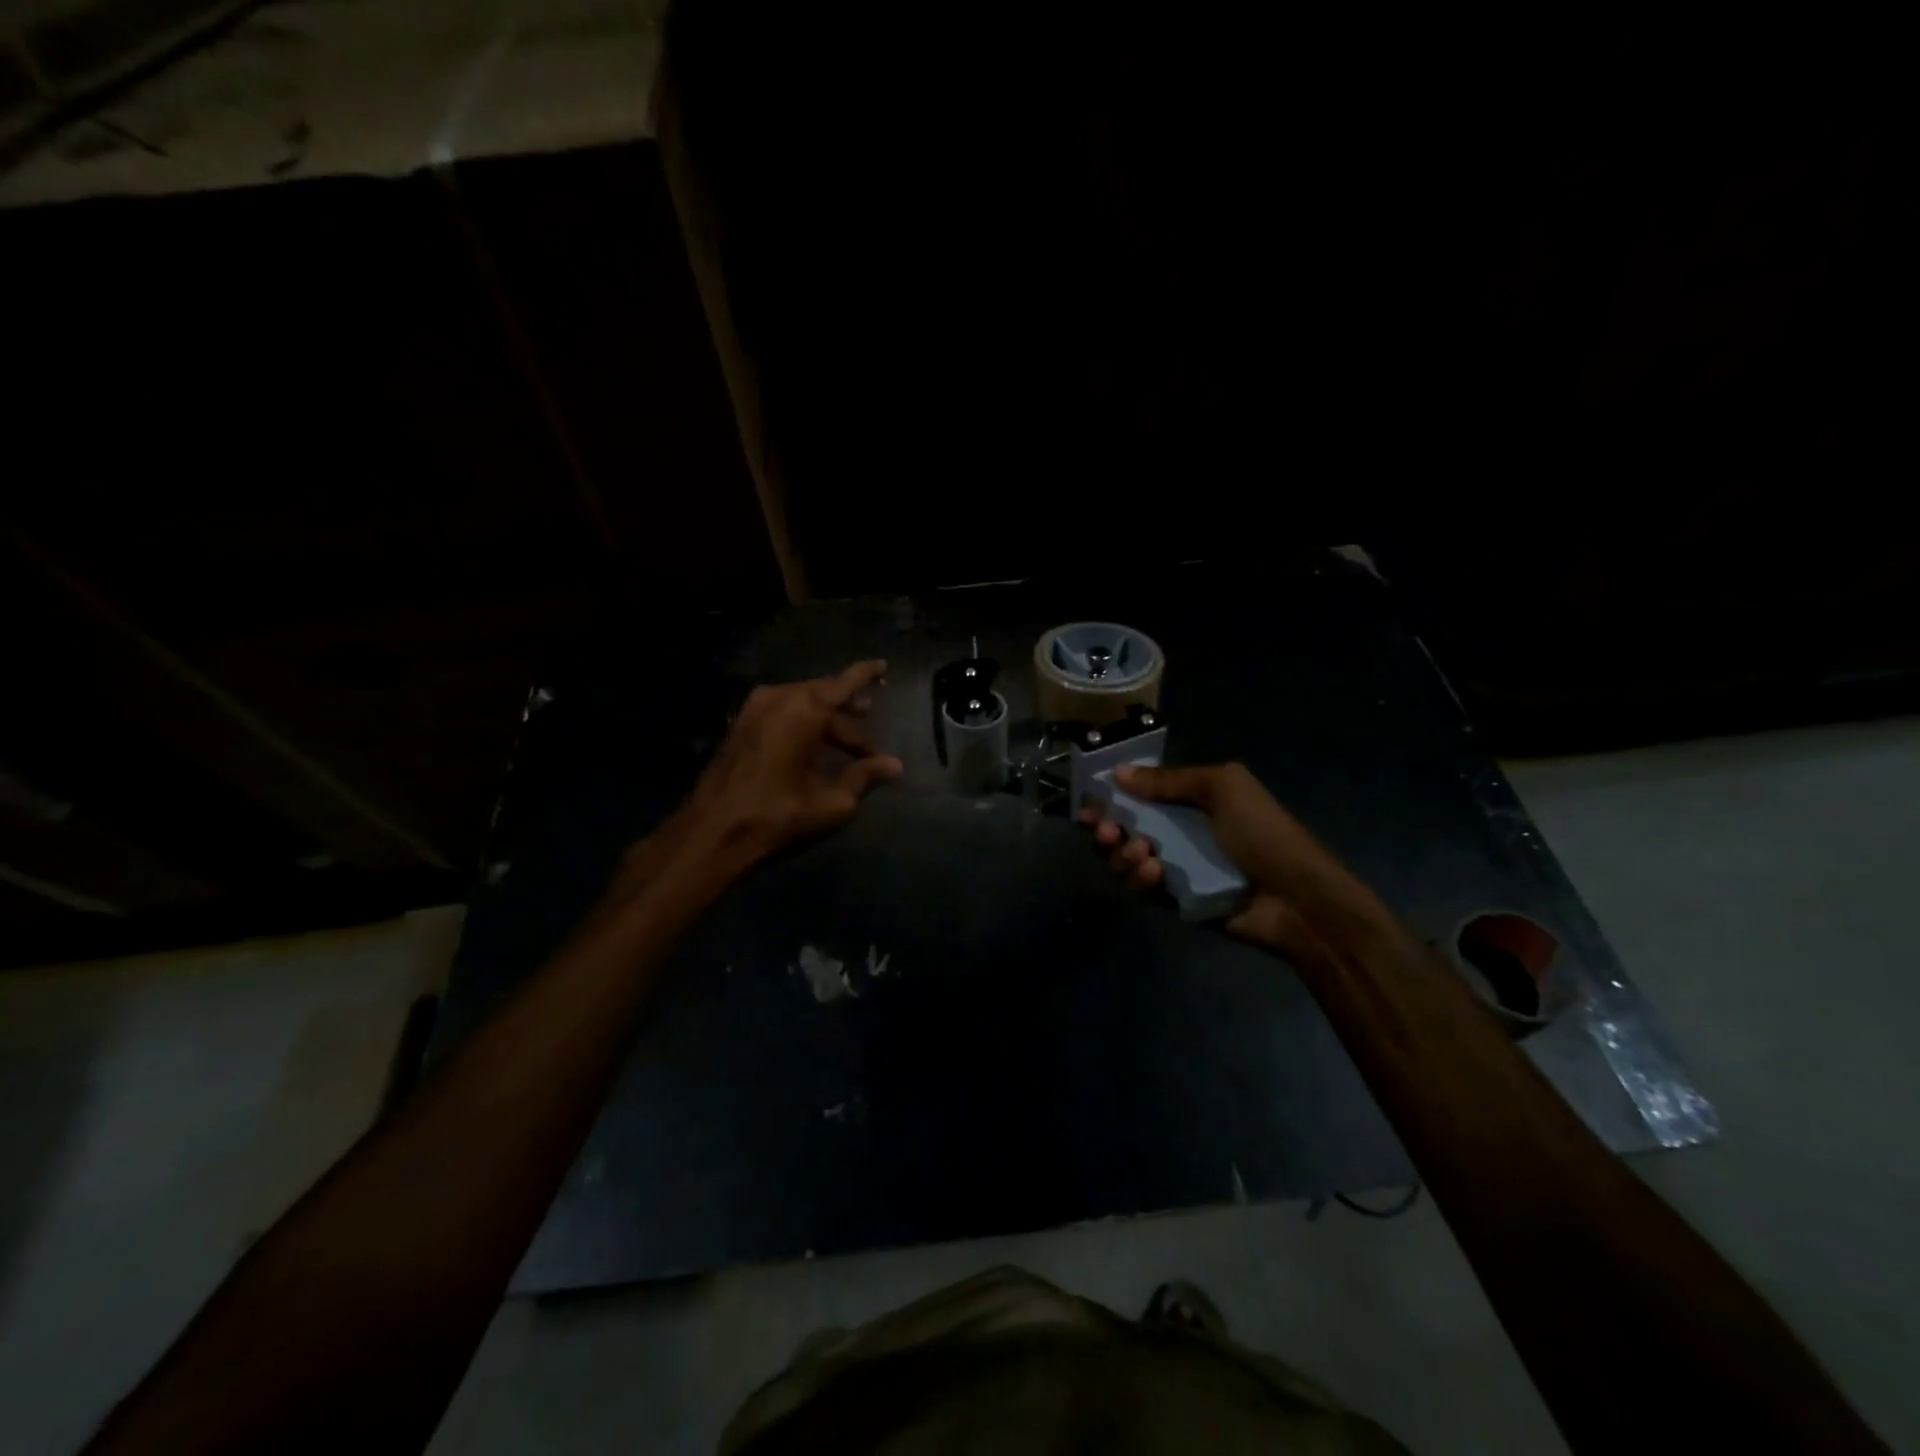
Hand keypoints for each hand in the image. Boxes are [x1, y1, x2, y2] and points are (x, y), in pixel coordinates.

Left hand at [682, 660, 903, 870]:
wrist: (713, 834)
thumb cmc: (778, 817)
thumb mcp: (833, 803)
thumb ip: (864, 777)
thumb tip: (895, 765)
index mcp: (805, 710)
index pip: (845, 683)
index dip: (866, 674)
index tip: (883, 666)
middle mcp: (779, 699)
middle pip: (824, 695)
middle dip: (849, 711)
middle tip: (870, 725)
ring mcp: (754, 710)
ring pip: (802, 704)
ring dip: (826, 719)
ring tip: (847, 738)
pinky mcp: (740, 727)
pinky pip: (782, 713)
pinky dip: (803, 723)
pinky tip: (815, 747)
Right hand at [1078, 761, 1389, 956]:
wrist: (1299, 900)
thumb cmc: (1264, 834)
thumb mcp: (1222, 789)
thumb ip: (1169, 781)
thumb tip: (1118, 773)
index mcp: (1190, 801)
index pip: (1139, 795)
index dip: (1110, 797)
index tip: (1088, 802)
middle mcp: (1178, 832)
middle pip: (1123, 828)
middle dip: (1107, 828)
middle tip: (1105, 831)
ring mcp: (1175, 867)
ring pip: (1126, 859)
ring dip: (1123, 854)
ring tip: (1140, 854)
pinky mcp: (1175, 900)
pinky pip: (1142, 887)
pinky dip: (1140, 878)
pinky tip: (1153, 874)